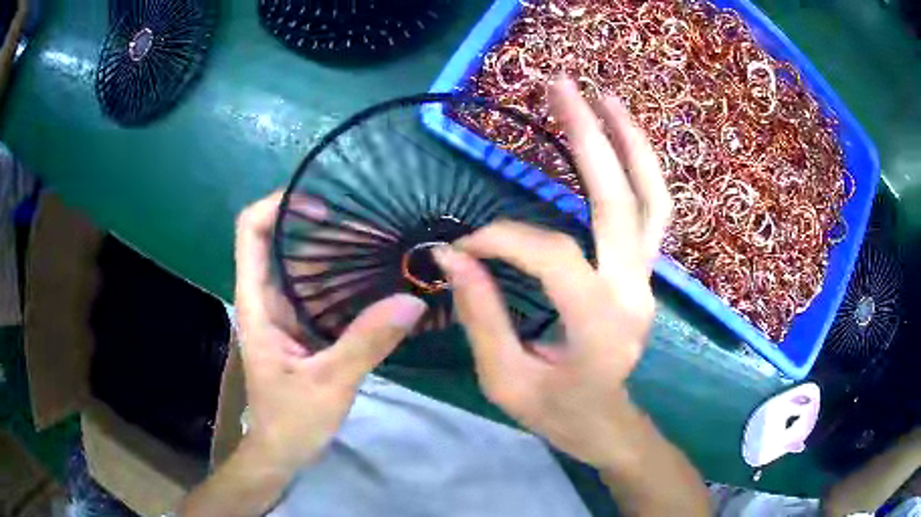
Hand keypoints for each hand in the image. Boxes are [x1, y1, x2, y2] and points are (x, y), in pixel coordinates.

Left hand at [234, 192, 426, 473]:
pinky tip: (378, 280)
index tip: (323, 206)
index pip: (251, 232)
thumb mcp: (329, 384)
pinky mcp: (302, 328)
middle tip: (374, 227)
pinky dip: (346, 280)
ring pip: (306, 266)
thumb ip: (366, 343)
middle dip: (324, 229)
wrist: (281, 452)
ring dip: (339, 253)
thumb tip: (412, 301)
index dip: (279, 206)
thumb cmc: (290, 421)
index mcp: (257, 304)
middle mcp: (267, 299)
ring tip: (384, 246)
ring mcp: (285, 313)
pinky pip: (321, 291)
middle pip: (284, 242)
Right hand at [433, 78, 671, 468]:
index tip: (462, 247)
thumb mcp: (505, 380)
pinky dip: (638, 171)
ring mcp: (647, 279)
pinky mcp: (645, 274)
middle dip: (590, 136)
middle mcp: (634, 291)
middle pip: (620, 200)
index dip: (501, 239)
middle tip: (562, 87)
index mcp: (599, 324)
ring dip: (629, 143)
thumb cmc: (557, 414)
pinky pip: (651, 214)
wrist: (608, 426)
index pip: (551, 253)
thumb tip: (452, 254)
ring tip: (602, 98)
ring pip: (652, 200)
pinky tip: (617, 141)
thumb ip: (482, 314)